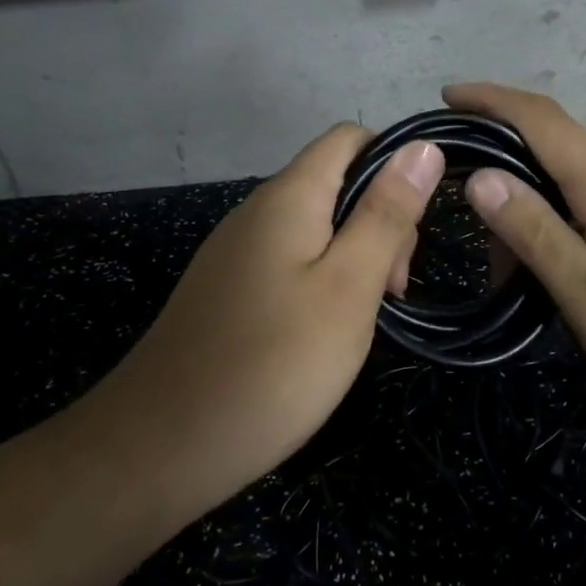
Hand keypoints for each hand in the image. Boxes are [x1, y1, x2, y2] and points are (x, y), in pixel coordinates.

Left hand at [99, 124, 442, 509]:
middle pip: (337, 183)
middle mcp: (257, 210)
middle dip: (379, 221)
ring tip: (363, 318)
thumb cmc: (273, 364)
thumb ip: (386, 214)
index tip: (416, 226)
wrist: (162, 446)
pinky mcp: (229, 289)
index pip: (350, 139)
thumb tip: (423, 146)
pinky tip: (325, 332)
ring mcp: (238, 251)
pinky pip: (291, 261)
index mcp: (289, 197)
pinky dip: (323, 282)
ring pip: (317, 227)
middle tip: (391, 290)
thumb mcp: (349, 287)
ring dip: (355, 257)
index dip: (394, 165)